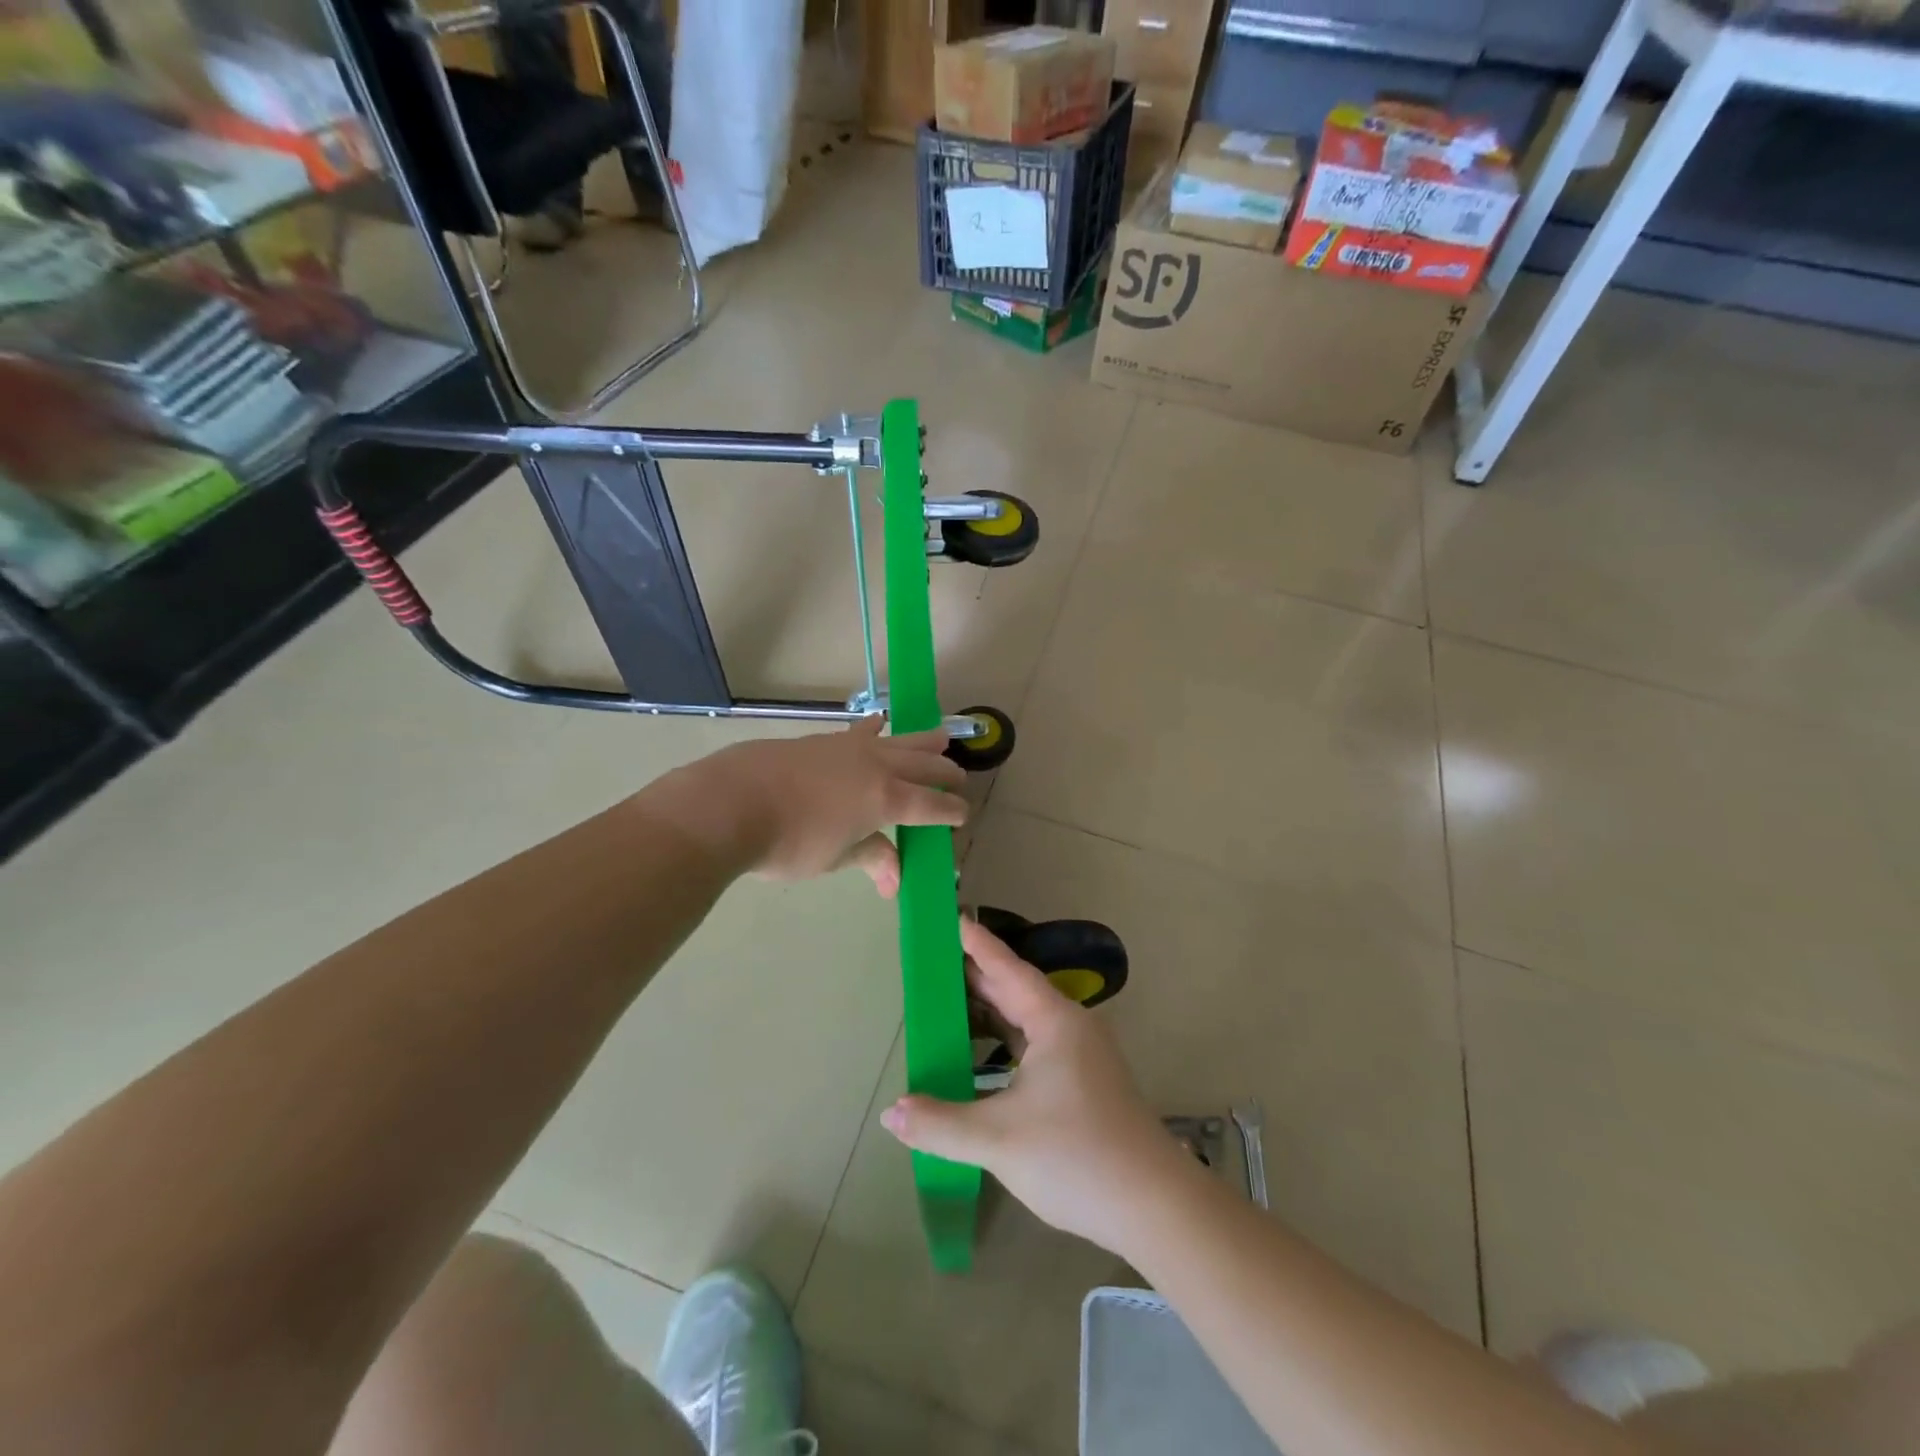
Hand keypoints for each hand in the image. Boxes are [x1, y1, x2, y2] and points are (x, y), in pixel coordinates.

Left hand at [644, 718, 967, 894]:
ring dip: (923, 741)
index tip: (962, 817)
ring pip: (899, 740)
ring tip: (941, 736)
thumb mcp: (833, 858)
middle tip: (959, 779)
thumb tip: (894, 881)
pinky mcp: (823, 740)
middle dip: (945, 773)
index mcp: (887, 799)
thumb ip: (869, 858)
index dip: (951, 812)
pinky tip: (880, 721)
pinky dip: (878, 729)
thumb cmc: (788, 842)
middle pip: (923, 765)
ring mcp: (850, 748)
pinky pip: (862, 731)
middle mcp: (877, 767)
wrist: (732, 802)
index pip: (932, 805)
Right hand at [880, 919, 1194, 1255]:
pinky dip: (1004, 1040)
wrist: (1154, 1206)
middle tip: (934, 959)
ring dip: (990, 1010)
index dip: (976, 943)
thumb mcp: (998, 1139)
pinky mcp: (1085, 1082)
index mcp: (1054, 1021)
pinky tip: (982, 1054)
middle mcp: (1070, 1027)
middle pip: (1015, 990)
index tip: (951, 917)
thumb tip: (890, 1113)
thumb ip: (940, 1124)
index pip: (1006, 968)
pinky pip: (1035, 1044)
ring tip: (949, 1000)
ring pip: (1026, 1020)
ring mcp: (1081, 1055)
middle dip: (975, 975)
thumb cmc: (1076, 1155)